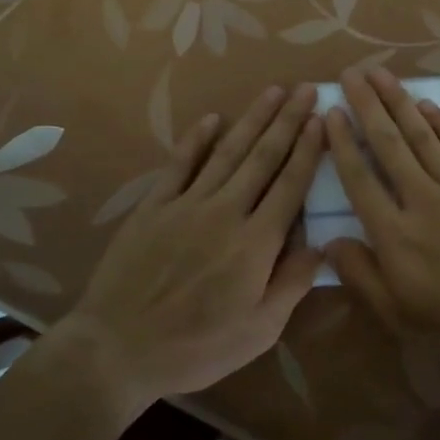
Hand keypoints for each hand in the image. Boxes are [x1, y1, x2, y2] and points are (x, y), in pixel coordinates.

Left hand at [70, 84, 323, 400]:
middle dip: (288, 121)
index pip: (290, 185)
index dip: (308, 150)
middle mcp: (226, 212)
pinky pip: (179, 164)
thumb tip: (322, 245)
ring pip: (228, 153)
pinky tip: (212, 119)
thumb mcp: (259, 331)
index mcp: (256, 243)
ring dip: (252, 120)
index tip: (322, 119)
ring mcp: (187, 205)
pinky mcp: (154, 207)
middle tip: (306, 90)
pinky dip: (197, 139)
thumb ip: (292, 284)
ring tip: (273, 92)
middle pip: (263, 158)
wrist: (117, 349)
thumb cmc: (196, 347)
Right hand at [322, 67, 439, 338]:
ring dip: (399, 102)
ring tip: (380, 75)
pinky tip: (426, 104)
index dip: (342, 144)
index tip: (330, 113)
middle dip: (366, 106)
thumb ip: (360, 275)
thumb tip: (330, 242)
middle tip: (350, 74)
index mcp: (393, 233)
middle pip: (387, 144)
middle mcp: (419, 199)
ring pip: (421, 136)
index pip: (359, 179)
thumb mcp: (397, 311)